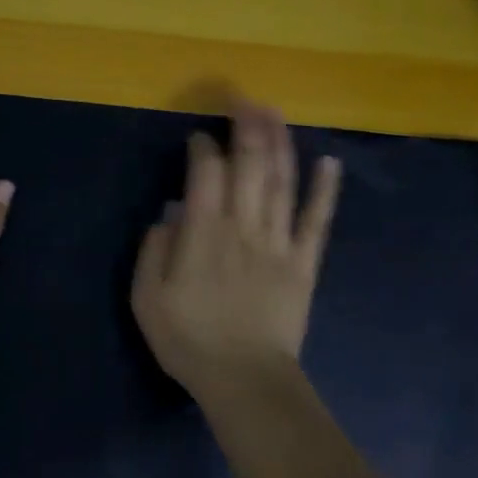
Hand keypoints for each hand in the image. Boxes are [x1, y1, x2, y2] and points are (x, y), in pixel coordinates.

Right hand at [132, 101, 340, 397]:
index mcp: (203, 234)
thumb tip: (169, 214)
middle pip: (250, 166)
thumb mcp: (147, 299)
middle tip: (245, 99)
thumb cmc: (189, 340)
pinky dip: (325, 190)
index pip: (206, 174)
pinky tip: (330, 162)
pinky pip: (317, 221)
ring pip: (283, 182)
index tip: (200, 136)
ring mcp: (279, 243)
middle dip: (247, 128)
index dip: (204, 147)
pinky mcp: (304, 263)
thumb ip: (154, 251)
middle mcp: (244, 227)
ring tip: (277, 112)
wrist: (244, 379)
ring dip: (280, 143)